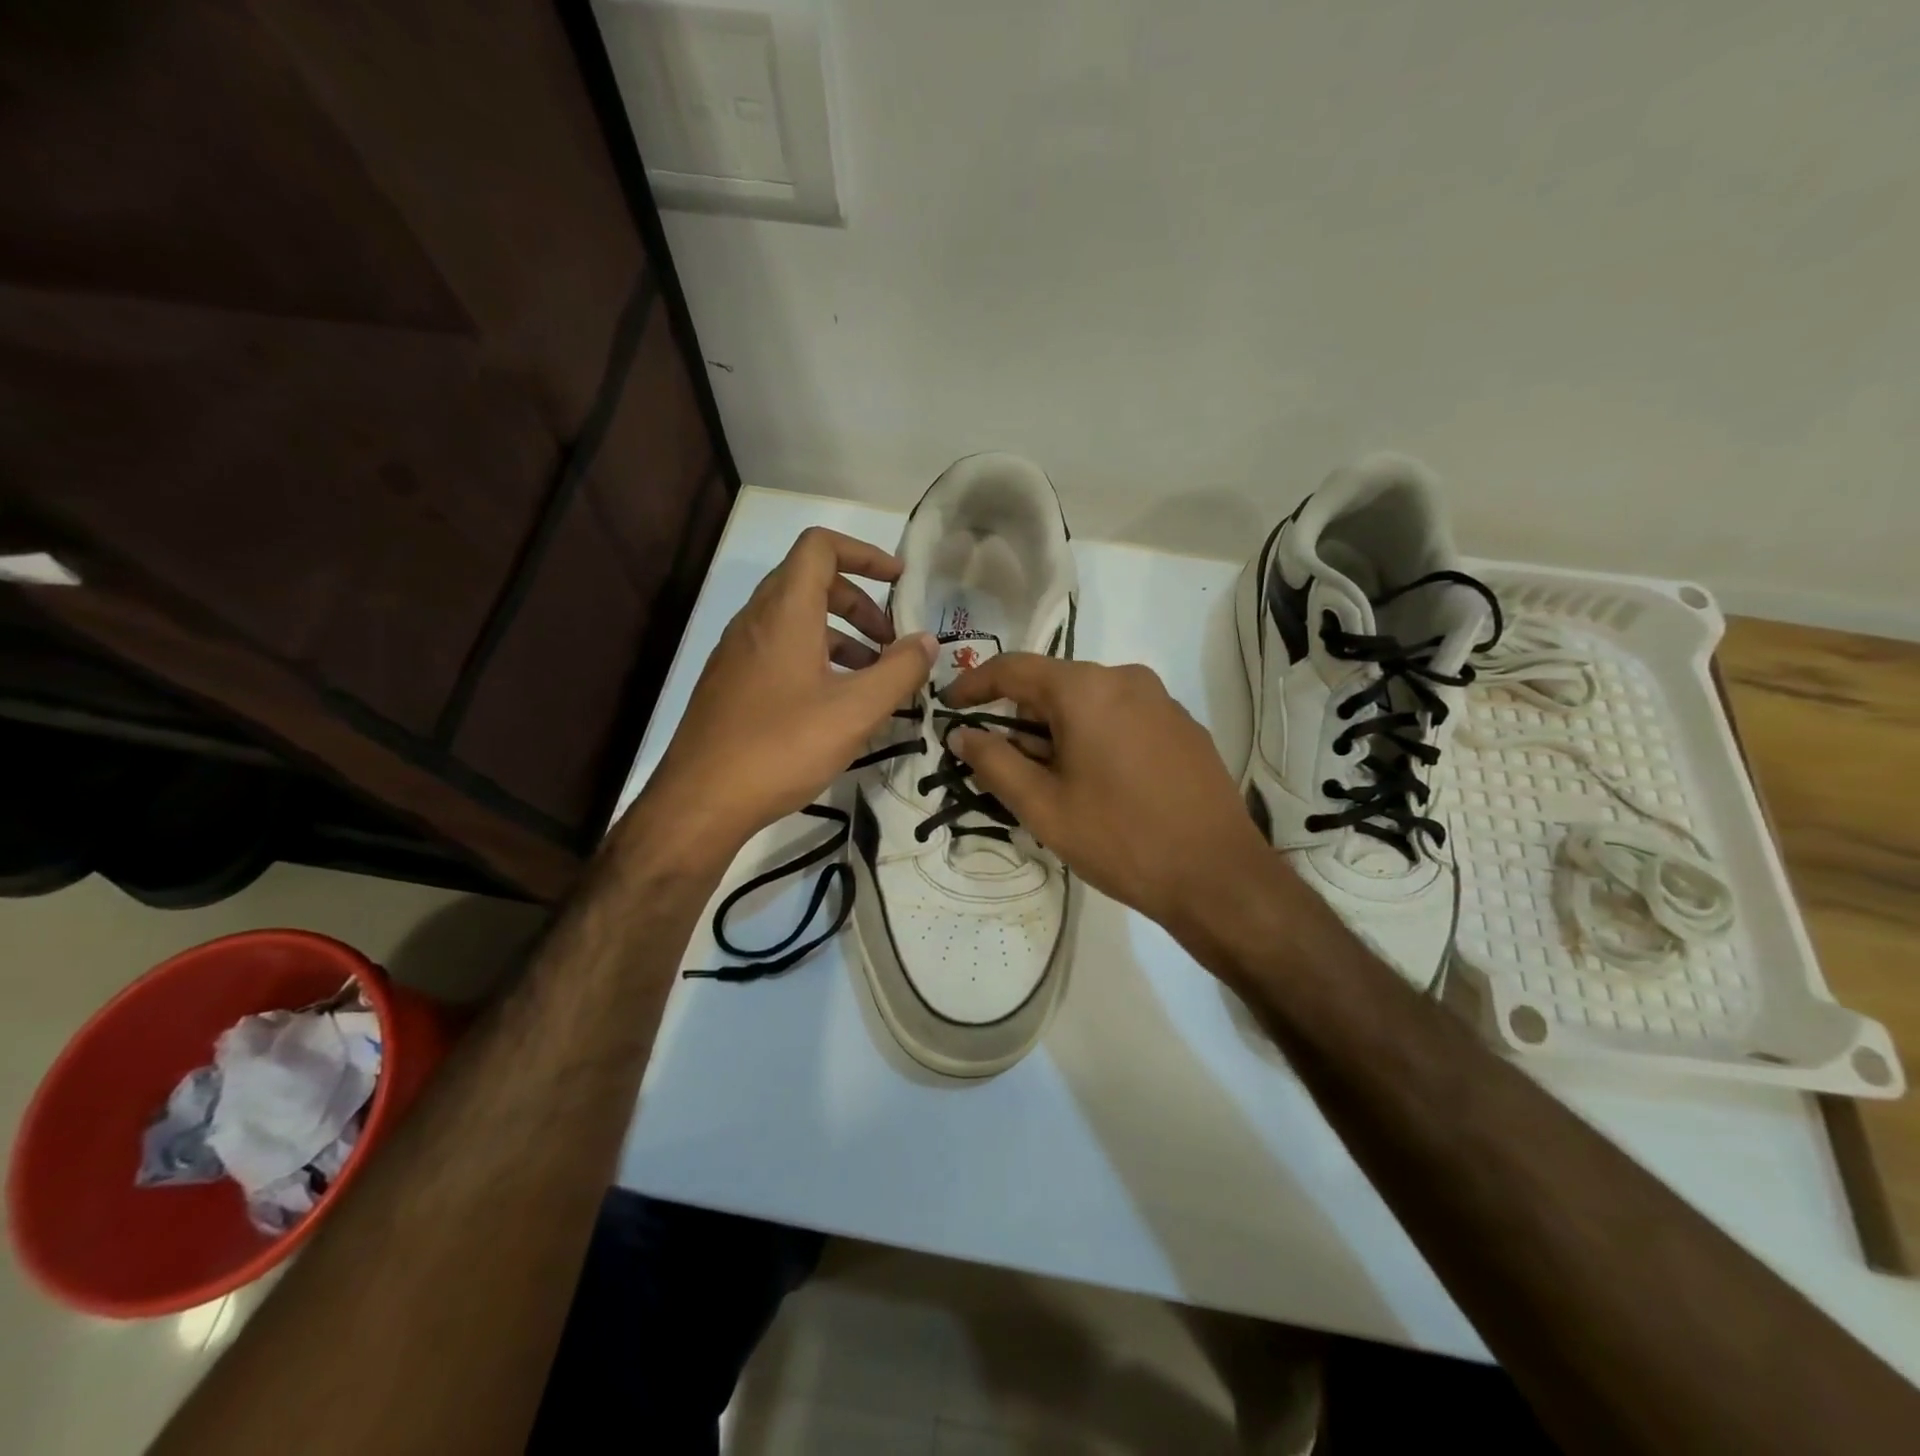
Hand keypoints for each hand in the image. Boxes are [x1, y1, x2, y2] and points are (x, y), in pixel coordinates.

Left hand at [642, 527, 933, 860]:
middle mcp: (756, 621)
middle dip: (859, 602)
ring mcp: (738, 652)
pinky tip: (834, 703)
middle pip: (810, 582)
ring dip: (840, 634)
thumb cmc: (782, 747)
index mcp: (785, 613)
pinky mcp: (731, 683)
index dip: (864, 553)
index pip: (820, 547)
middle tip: (891, 641)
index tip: (899, 580)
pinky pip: (779, 649)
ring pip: (795, 620)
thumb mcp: (856, 711)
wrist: (701, 801)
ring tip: (871, 677)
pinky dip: (815, 657)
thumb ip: (899, 671)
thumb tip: (927, 641)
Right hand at [943, 655, 1272, 929]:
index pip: (1013, 669)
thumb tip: (962, 733)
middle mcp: (1126, 678)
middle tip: (1006, 766)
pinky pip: (1123, 717)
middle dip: (1022, 719)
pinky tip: (1101, 785)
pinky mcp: (1184, 726)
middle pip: (1054, 685)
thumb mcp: (1043, 807)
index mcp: (1086, 689)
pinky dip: (1096, 737)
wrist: (1218, 876)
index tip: (949, 706)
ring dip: (1060, 731)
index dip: (974, 684)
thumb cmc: (1120, 839)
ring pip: (1090, 702)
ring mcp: (1162, 701)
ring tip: (1055, 784)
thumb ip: (994, 761)